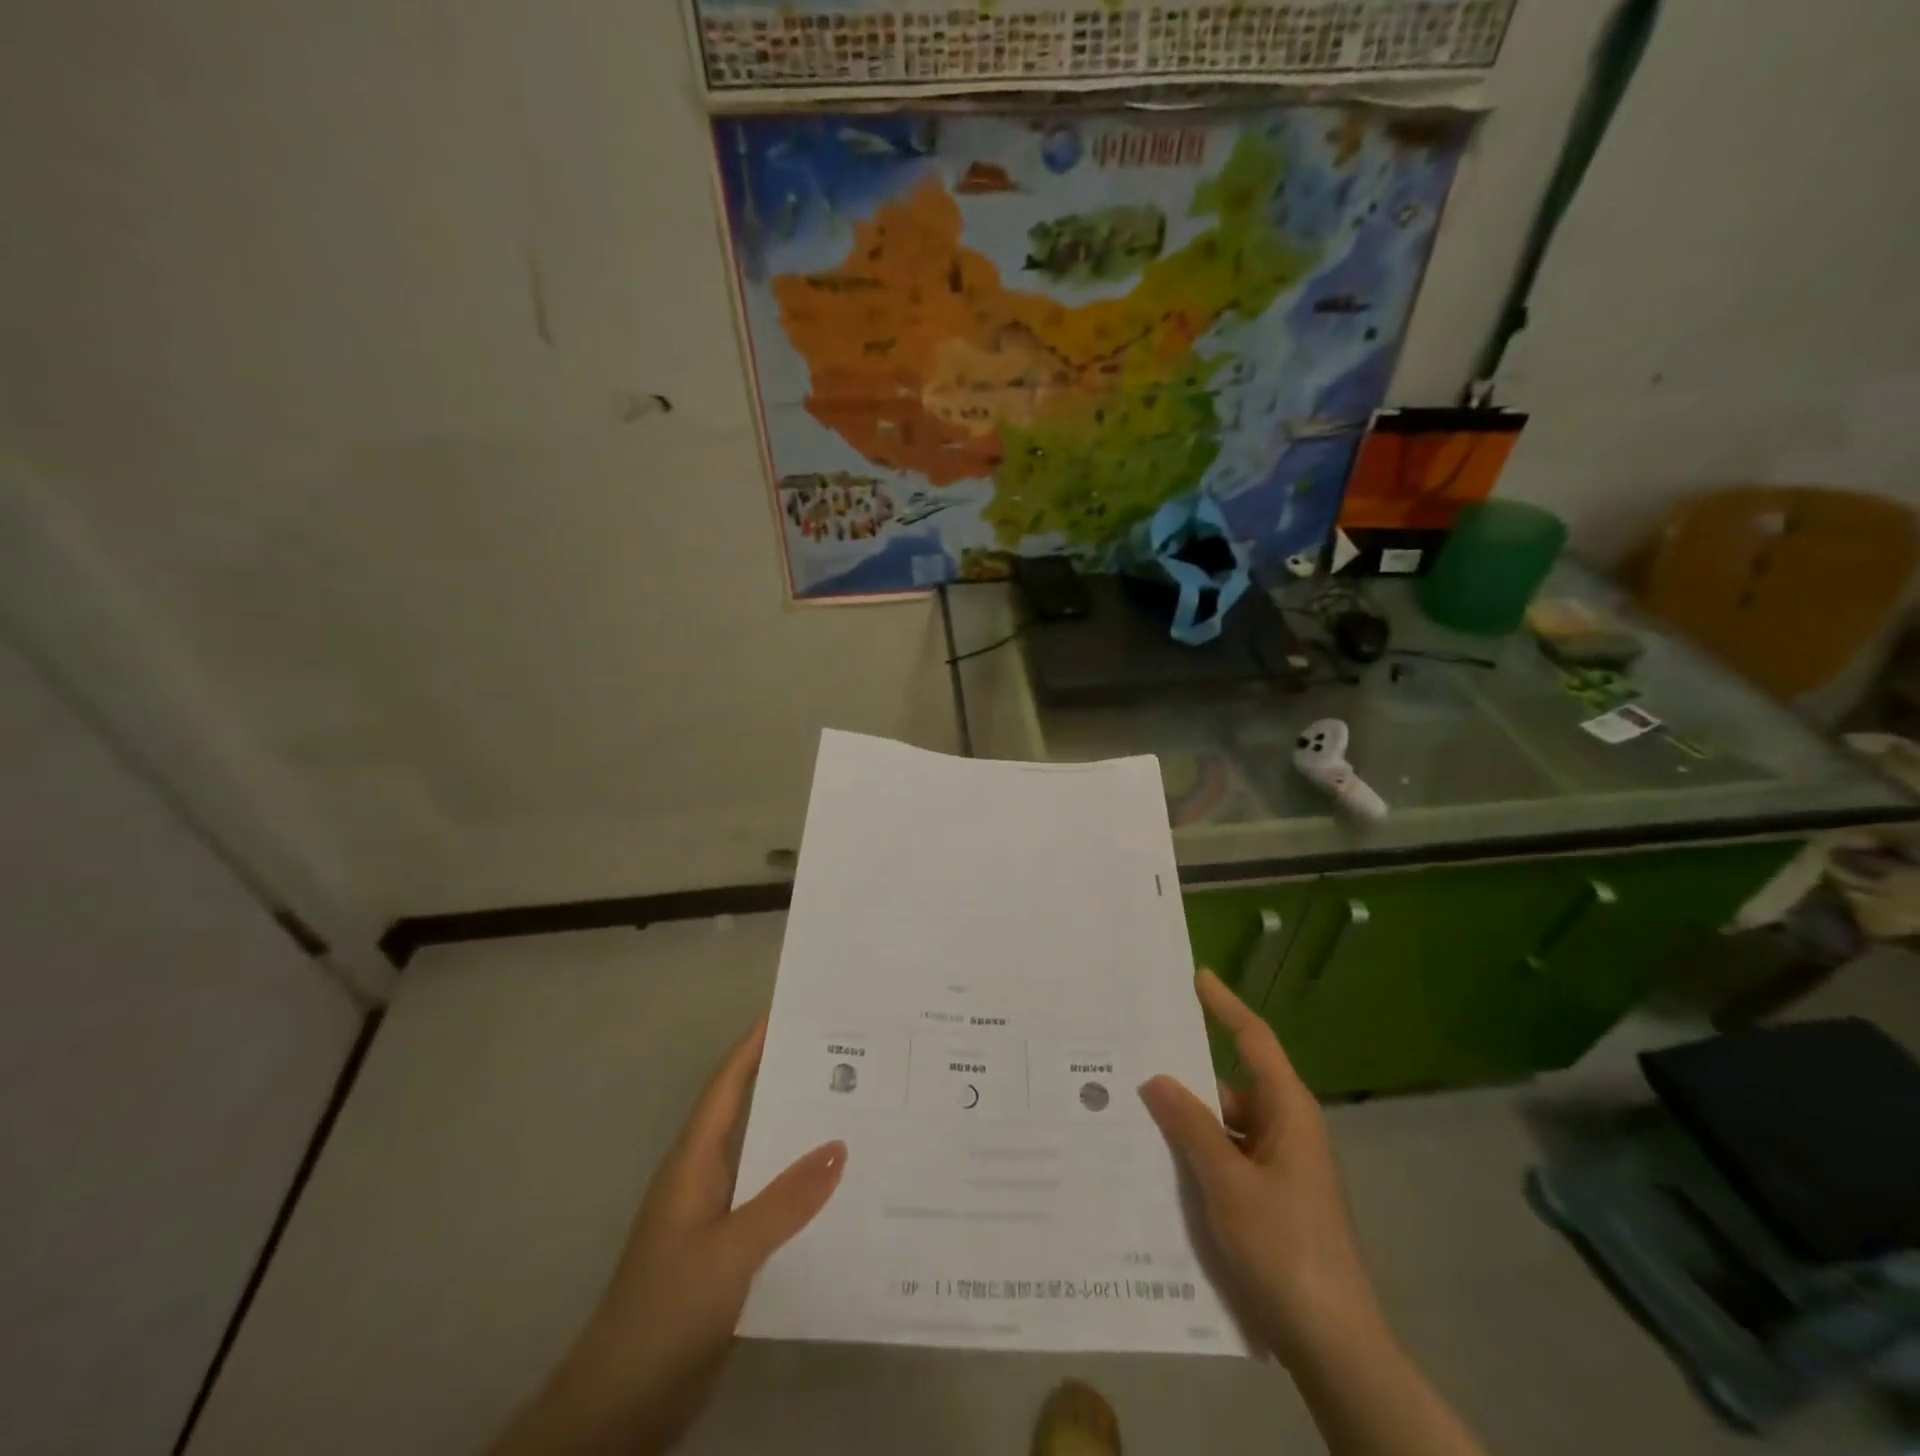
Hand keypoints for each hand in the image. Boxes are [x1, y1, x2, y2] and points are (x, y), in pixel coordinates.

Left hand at [491, 1016, 843, 1455]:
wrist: (620, 1407)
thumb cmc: (666, 1310)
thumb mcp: (730, 1251)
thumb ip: (786, 1200)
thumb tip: (840, 1144)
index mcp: (693, 1162)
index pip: (727, 1085)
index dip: (754, 1045)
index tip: (792, 1011)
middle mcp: (704, 1179)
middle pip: (749, 1113)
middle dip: (789, 1081)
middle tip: (846, 1057)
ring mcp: (714, 1218)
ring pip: (764, 1158)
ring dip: (800, 1135)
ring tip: (856, 1111)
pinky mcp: (726, 1254)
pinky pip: (771, 1202)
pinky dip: (801, 1187)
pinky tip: (839, 1191)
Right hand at [1139, 970, 1384, 1369]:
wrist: (1334, 1346)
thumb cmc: (1285, 1249)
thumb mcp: (1228, 1183)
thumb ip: (1190, 1127)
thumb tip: (1156, 1078)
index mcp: (1288, 1113)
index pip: (1254, 1041)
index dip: (1225, 1006)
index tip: (1196, 977)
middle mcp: (1286, 1131)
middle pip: (1230, 1086)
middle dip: (1185, 1077)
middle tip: (1133, 1058)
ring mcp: (1280, 1169)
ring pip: (1224, 1128)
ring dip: (1186, 1123)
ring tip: (1130, 1112)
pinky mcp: (1271, 1201)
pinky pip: (1227, 1160)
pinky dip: (1197, 1156)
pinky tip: (1157, 1165)